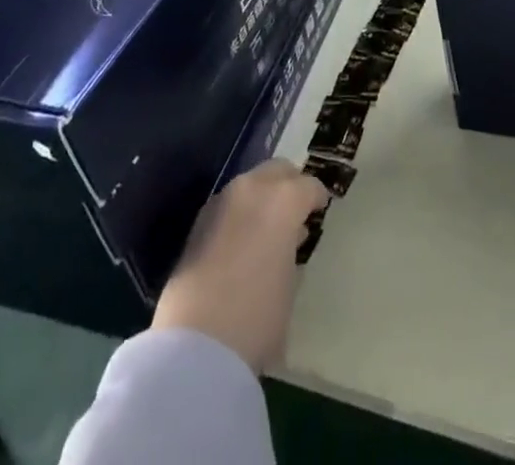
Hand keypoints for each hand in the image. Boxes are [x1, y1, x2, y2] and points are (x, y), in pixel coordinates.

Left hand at [151, 160, 327, 373]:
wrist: (196, 344)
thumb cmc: (257, 317)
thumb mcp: (290, 285)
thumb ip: (291, 251)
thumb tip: (286, 243)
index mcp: (284, 200)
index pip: (309, 186)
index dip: (316, 198)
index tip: (319, 210)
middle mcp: (253, 188)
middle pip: (278, 170)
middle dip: (289, 184)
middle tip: (295, 210)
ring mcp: (222, 201)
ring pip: (251, 183)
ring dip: (262, 197)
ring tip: (267, 228)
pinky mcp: (199, 221)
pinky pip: (229, 204)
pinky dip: (241, 213)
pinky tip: (242, 240)